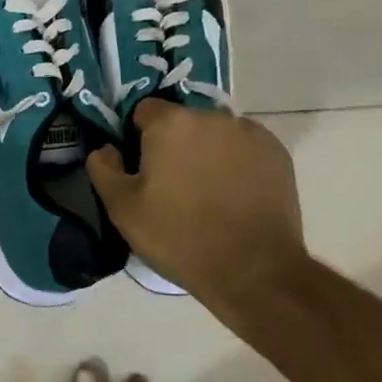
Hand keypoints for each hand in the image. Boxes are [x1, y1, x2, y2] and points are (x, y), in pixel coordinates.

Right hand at [86, 100, 305, 308]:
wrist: (254, 271)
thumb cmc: (180, 238)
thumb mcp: (123, 210)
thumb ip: (104, 169)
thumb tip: (105, 149)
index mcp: (171, 122)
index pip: (144, 111)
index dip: (138, 137)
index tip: (143, 168)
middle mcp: (211, 115)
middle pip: (183, 121)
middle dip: (175, 144)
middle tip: (174, 185)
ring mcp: (249, 132)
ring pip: (215, 133)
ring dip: (207, 151)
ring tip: (209, 193)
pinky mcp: (276, 152)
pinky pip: (245, 147)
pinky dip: (237, 162)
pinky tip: (236, 195)